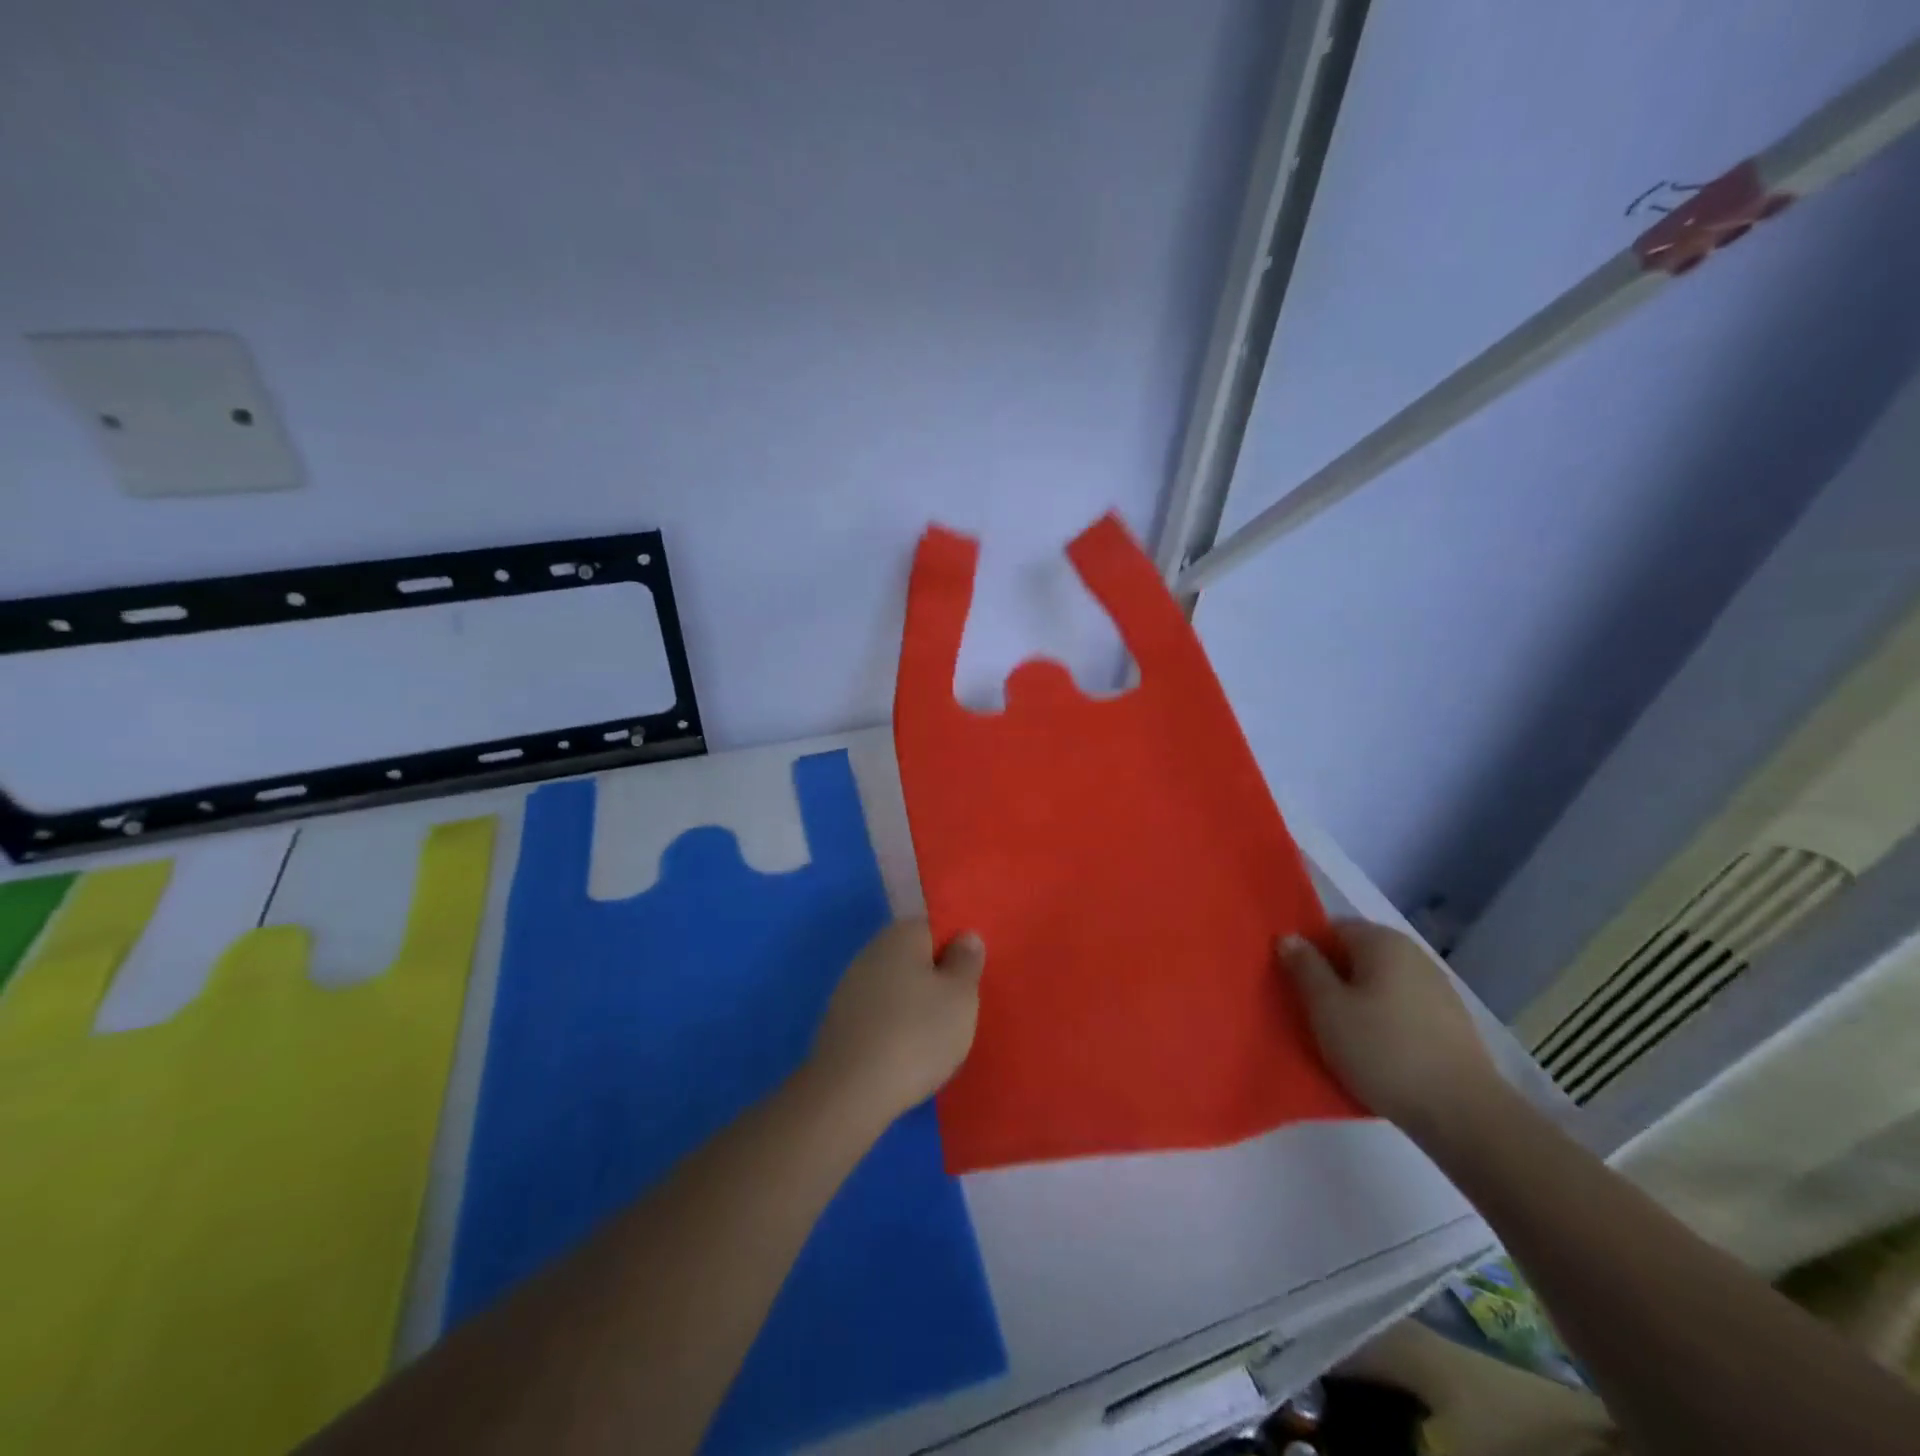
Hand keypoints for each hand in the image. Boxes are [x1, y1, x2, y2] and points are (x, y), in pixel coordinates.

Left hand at [806, 920, 985, 1124]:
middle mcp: (871, 951)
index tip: (972, 981)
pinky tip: (906, 1055)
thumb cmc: (916, 1035)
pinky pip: (878, 1014)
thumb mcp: (960, 997)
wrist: (850, 1092)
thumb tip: (965, 936)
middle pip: (914, 957)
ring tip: (936, 1040)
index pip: (935, 927)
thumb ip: (966, 961)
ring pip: (896, 987)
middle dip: (936, 980)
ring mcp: (849, 986)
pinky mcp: (839, 1022)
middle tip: (960, 1012)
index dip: (957, 951)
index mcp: (901, 935)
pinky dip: (894, 1028)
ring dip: (915, 1006)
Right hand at [1279, 919, 1506, 1141]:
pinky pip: (1401, 1008)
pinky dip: (1383, 1021)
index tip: (1292, 981)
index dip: (1308, 950)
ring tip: (1340, 1035)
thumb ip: (1304, 967)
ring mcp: (1437, 988)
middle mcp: (1412, 954)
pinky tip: (1375, 1051)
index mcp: (1381, 941)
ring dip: (1357, 1001)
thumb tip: (1289, 937)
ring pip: (1379, 983)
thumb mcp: (1327, 1008)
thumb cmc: (1383, 1050)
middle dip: (1332, 977)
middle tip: (1309, 1010)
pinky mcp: (1451, 1022)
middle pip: (1357, 955)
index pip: (1331, 928)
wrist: (1463, 1113)